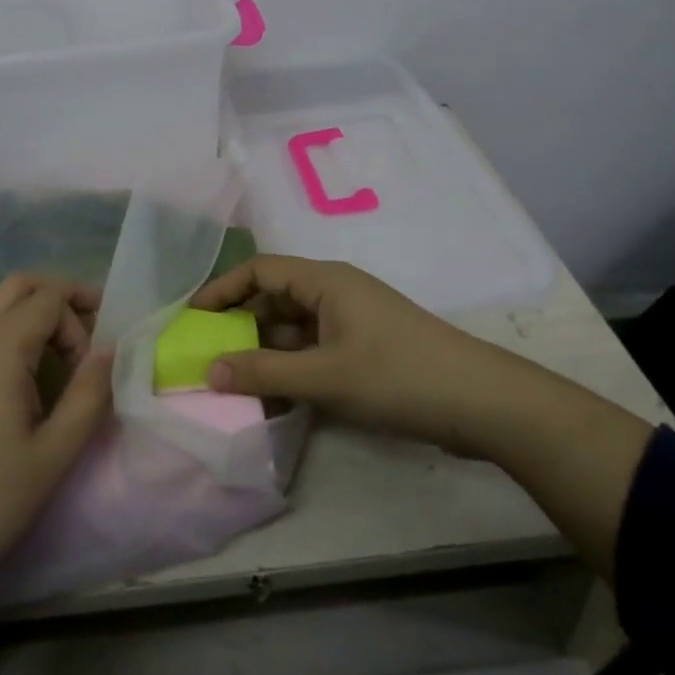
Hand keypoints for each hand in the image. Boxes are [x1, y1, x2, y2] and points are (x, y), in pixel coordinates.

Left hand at [0, 274, 113, 674]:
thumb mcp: (55, 454)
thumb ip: (90, 395)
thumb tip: (110, 352)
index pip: (49, 298)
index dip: (80, 321)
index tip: (92, 366)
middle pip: (20, 286)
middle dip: (61, 296)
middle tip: (91, 329)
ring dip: (36, 316)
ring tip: (65, 361)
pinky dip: (14, 336)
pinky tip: (28, 383)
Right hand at [194, 255, 652, 582]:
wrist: (483, 403)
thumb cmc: (398, 375)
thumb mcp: (326, 376)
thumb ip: (265, 372)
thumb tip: (208, 371)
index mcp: (325, 281)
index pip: (259, 270)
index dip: (222, 289)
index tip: (191, 317)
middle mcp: (336, 293)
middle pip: (274, 299)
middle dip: (239, 326)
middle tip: (205, 356)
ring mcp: (353, 323)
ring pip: (294, 329)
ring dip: (265, 353)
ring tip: (233, 383)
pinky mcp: (366, 351)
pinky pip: (314, 351)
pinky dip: (292, 369)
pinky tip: (275, 398)